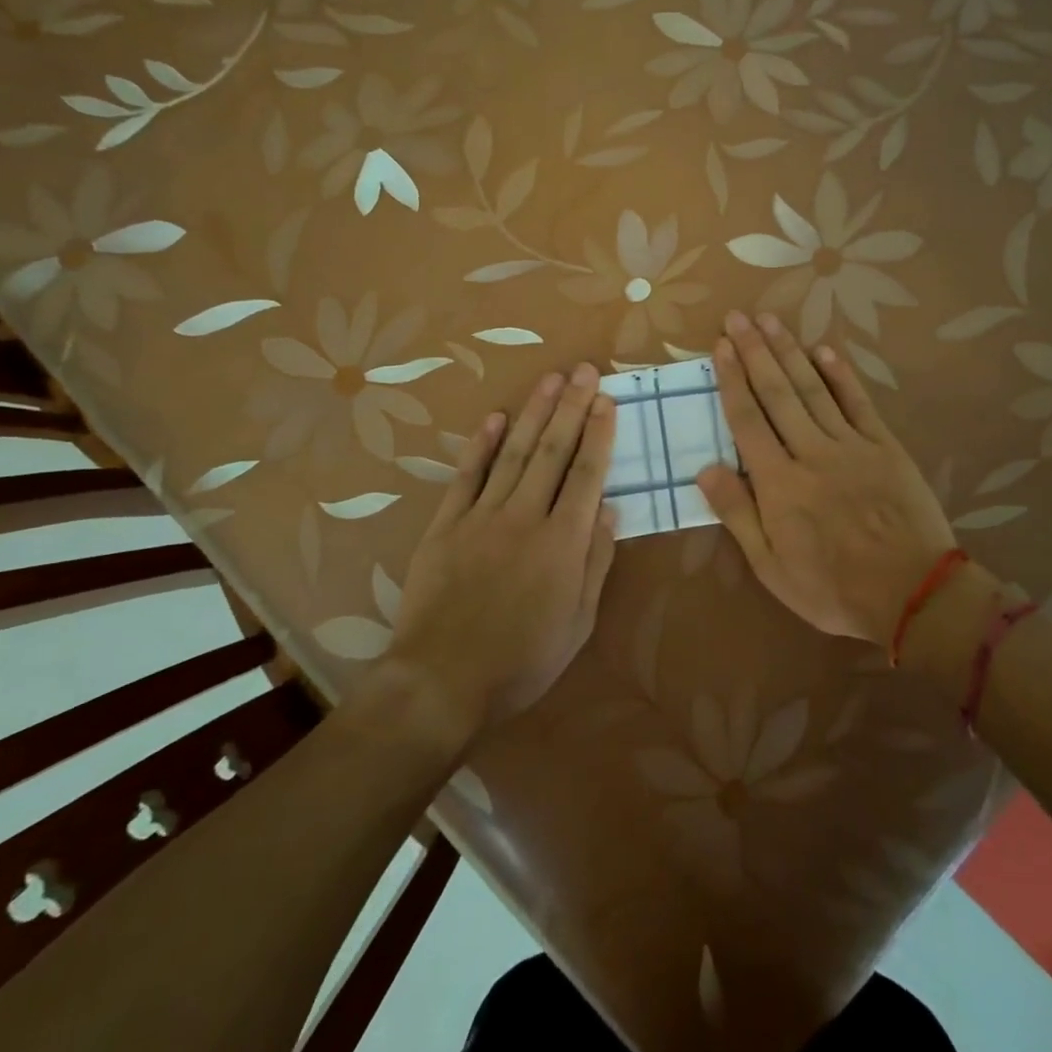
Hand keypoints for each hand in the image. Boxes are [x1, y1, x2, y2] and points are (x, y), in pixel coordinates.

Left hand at [391, 363, 617, 735]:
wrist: (442, 680)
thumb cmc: (521, 660)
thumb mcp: (577, 623)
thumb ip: (594, 563)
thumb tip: (609, 511)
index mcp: (562, 543)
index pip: (587, 475)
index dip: (599, 434)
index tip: (607, 401)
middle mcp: (525, 517)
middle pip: (552, 452)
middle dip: (572, 407)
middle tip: (585, 370)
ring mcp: (481, 517)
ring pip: (513, 453)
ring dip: (533, 413)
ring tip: (551, 379)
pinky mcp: (446, 525)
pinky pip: (466, 476)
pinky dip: (480, 445)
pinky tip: (494, 417)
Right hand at [696, 311, 956, 645]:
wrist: (913, 594)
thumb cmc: (833, 588)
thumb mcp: (771, 567)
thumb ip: (737, 514)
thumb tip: (704, 469)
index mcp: (778, 483)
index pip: (747, 420)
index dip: (731, 380)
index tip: (720, 346)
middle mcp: (811, 452)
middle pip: (777, 393)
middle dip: (755, 351)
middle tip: (738, 316)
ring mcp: (851, 445)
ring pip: (813, 389)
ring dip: (789, 351)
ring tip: (770, 320)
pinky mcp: (885, 446)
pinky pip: (858, 403)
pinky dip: (841, 375)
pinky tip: (825, 350)